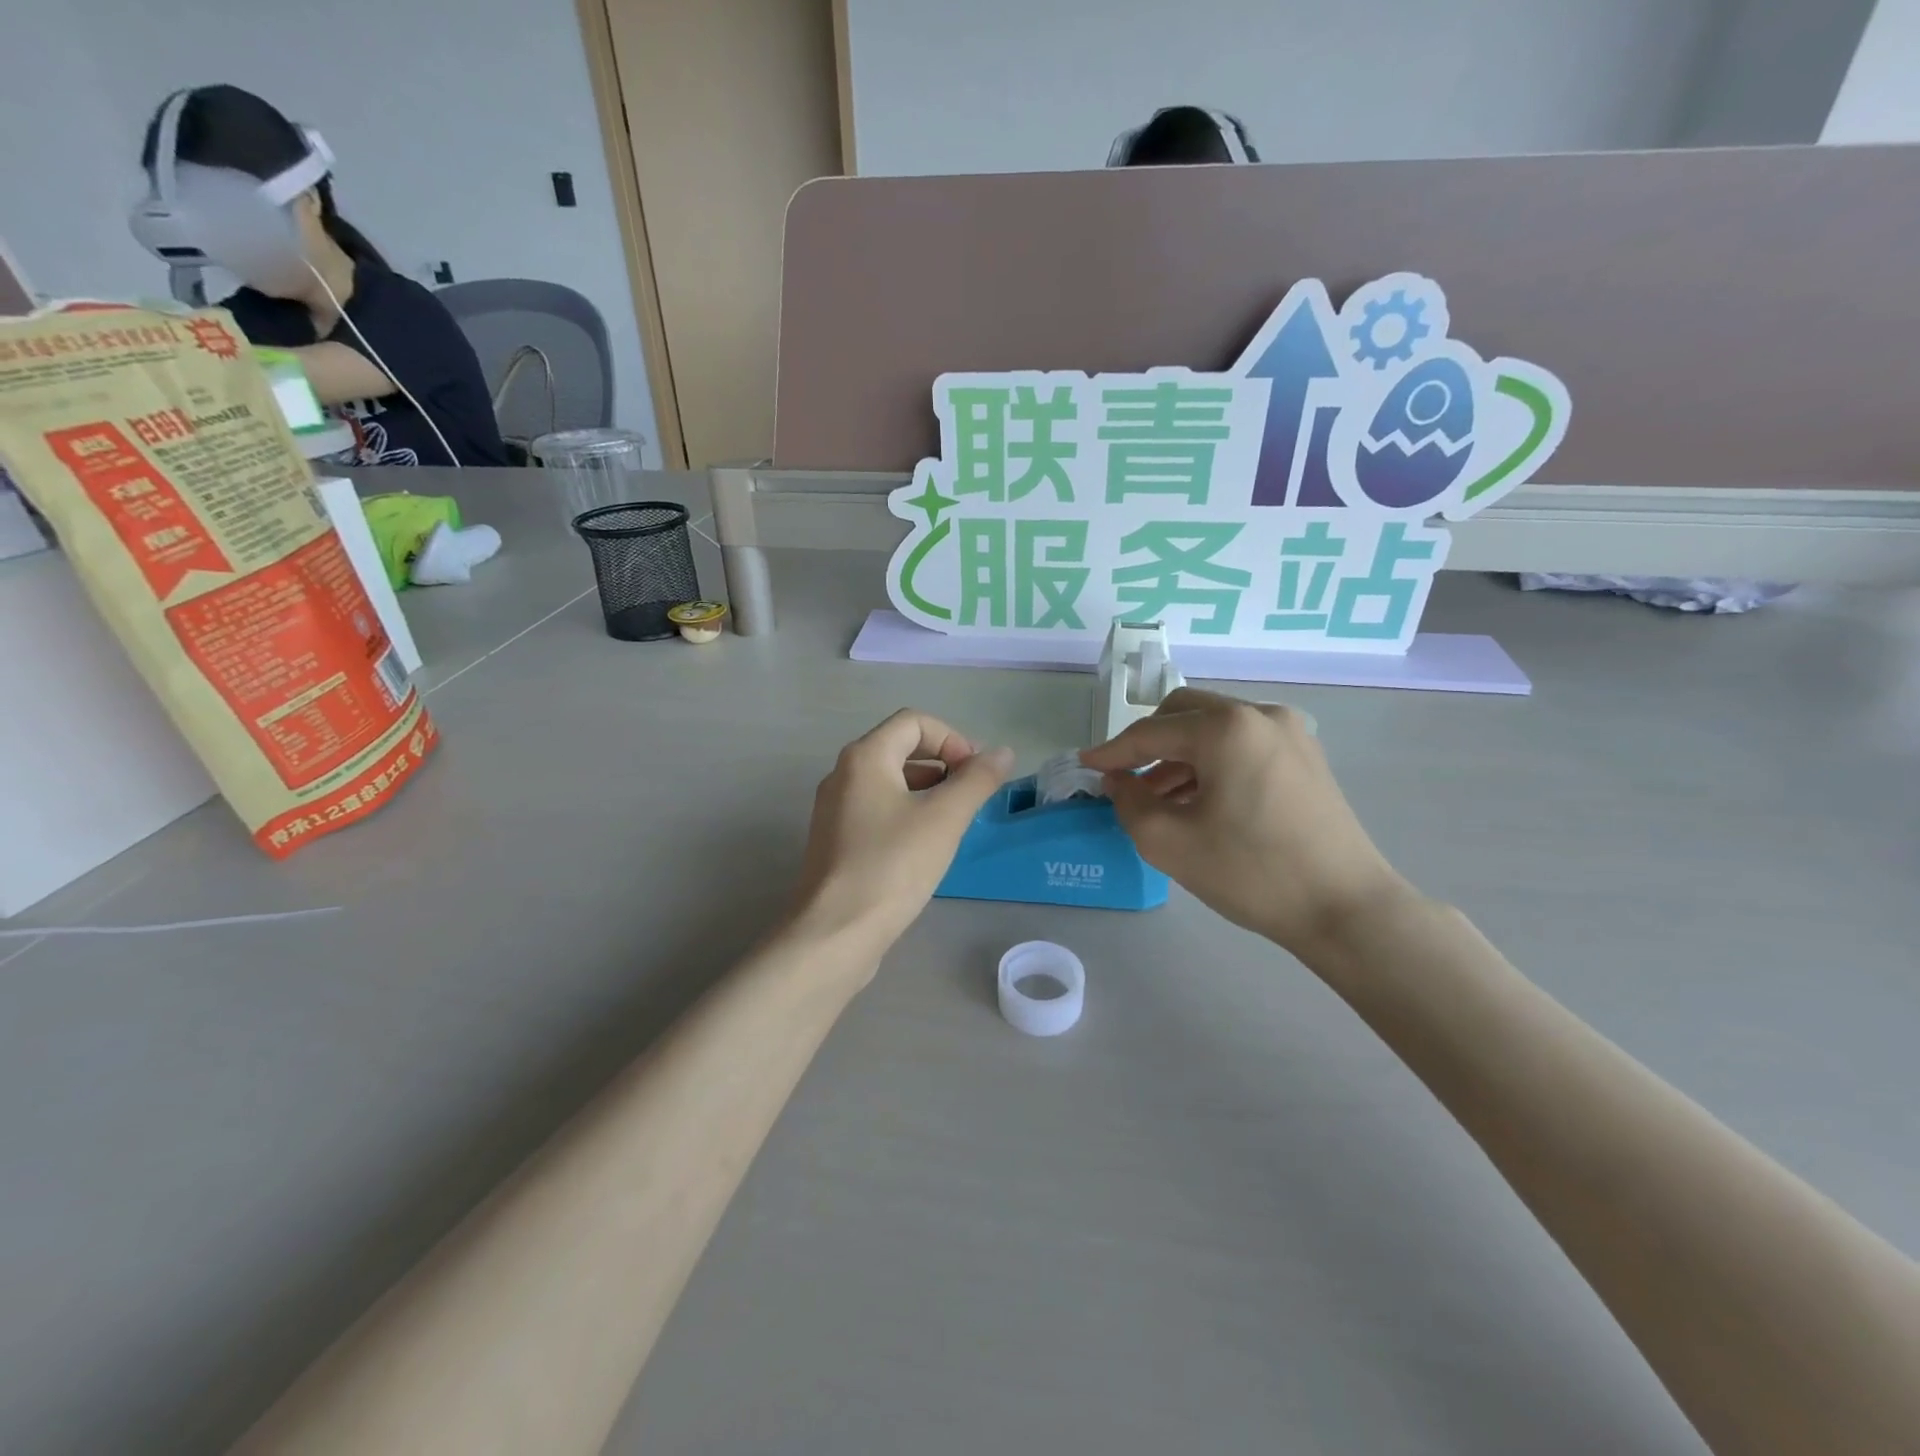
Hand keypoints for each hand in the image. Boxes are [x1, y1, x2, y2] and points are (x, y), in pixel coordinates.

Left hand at [793, 710, 1014, 955]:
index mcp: (865, 757)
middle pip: (901, 748)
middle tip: (972, 795)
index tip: (975, 774)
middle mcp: (843, 775)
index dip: (952, 739)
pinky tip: (927, 846)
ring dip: (928, 790)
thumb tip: (1002, 752)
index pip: (914, 721)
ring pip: (890, 782)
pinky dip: (908, 813)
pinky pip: (878, 810)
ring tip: (956, 821)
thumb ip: (977, 780)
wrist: (836, 932)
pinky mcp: (837, 841)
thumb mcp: (945, 819)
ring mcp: (835, 810)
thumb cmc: (892, 866)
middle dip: (943, 763)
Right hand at [1080, 688, 1409, 954]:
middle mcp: (1259, 715)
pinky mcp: (1305, 756)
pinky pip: (1242, 744)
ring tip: (1159, 798)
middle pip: (1184, 713)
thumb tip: (1119, 780)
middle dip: (1149, 742)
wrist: (1346, 908)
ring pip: (1214, 728)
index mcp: (1226, 728)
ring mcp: (1289, 733)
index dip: (1113, 751)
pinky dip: (1212, 762)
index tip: (1085, 764)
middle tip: (1126, 778)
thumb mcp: (1169, 842)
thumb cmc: (1252, 872)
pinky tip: (1199, 800)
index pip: (1151, 732)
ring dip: (1180, 755)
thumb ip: (1129, 802)